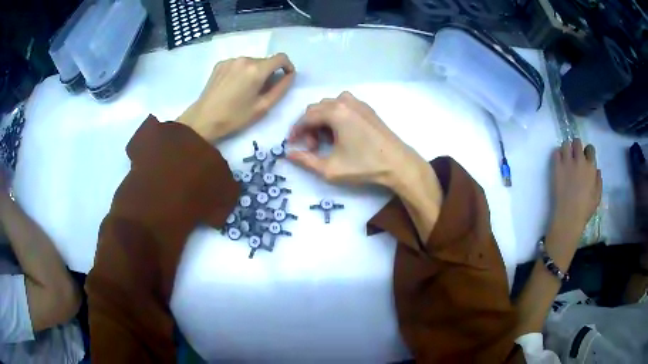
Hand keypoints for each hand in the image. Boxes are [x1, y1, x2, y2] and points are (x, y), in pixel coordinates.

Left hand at [177, 54, 295, 140]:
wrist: (203, 119)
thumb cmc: (235, 117)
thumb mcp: (263, 107)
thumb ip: (281, 89)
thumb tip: (290, 76)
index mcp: (256, 69)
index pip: (281, 58)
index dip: (288, 66)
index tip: (286, 77)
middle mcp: (244, 59)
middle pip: (265, 61)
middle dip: (268, 73)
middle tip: (262, 91)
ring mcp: (230, 60)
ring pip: (251, 62)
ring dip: (254, 72)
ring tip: (245, 90)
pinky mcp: (220, 64)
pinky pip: (238, 64)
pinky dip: (241, 72)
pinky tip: (233, 86)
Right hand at [287, 92, 423, 186]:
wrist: (398, 164)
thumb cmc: (364, 166)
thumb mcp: (330, 169)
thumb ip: (305, 161)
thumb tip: (288, 154)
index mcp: (335, 112)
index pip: (306, 117)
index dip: (296, 131)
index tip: (291, 144)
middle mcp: (345, 102)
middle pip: (316, 109)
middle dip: (309, 127)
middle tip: (312, 147)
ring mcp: (358, 103)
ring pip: (329, 106)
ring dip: (321, 121)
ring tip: (326, 141)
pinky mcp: (367, 109)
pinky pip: (343, 106)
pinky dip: (335, 117)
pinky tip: (340, 134)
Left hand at [547, 139, 601, 261]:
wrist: (569, 217)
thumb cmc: (585, 210)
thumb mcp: (597, 197)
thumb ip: (598, 181)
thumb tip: (597, 170)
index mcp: (591, 167)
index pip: (590, 149)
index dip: (587, 151)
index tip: (585, 156)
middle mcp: (580, 161)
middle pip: (577, 142)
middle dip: (576, 146)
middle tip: (575, 155)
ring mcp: (567, 163)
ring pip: (566, 144)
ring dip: (566, 148)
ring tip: (566, 157)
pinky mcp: (556, 167)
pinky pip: (555, 152)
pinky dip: (557, 154)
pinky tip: (559, 162)